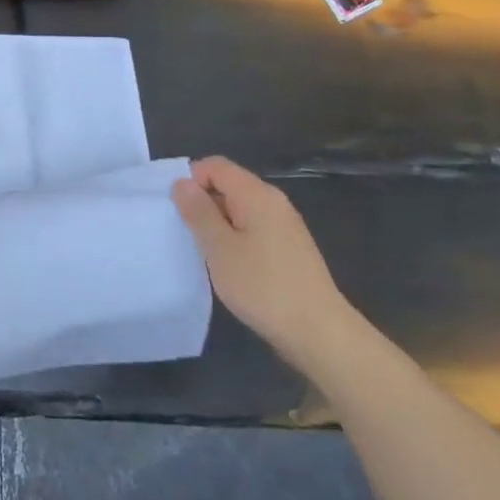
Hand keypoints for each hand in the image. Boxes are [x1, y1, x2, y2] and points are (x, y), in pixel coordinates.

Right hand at [172, 156, 354, 376]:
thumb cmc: (263, 286)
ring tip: (207, 253)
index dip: (191, 180)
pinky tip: (230, 266)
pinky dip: (235, 239)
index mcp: (257, 194)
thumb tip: (181, 183)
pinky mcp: (289, 248)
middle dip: (203, 203)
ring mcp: (285, 226)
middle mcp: (273, 202)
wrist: (320, 333)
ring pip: (239, 209)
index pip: (215, 166)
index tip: (179, 212)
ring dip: (218, 224)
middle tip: (188, 235)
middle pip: (228, 185)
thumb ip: (198, 212)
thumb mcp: (220, 248)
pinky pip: (253, 228)